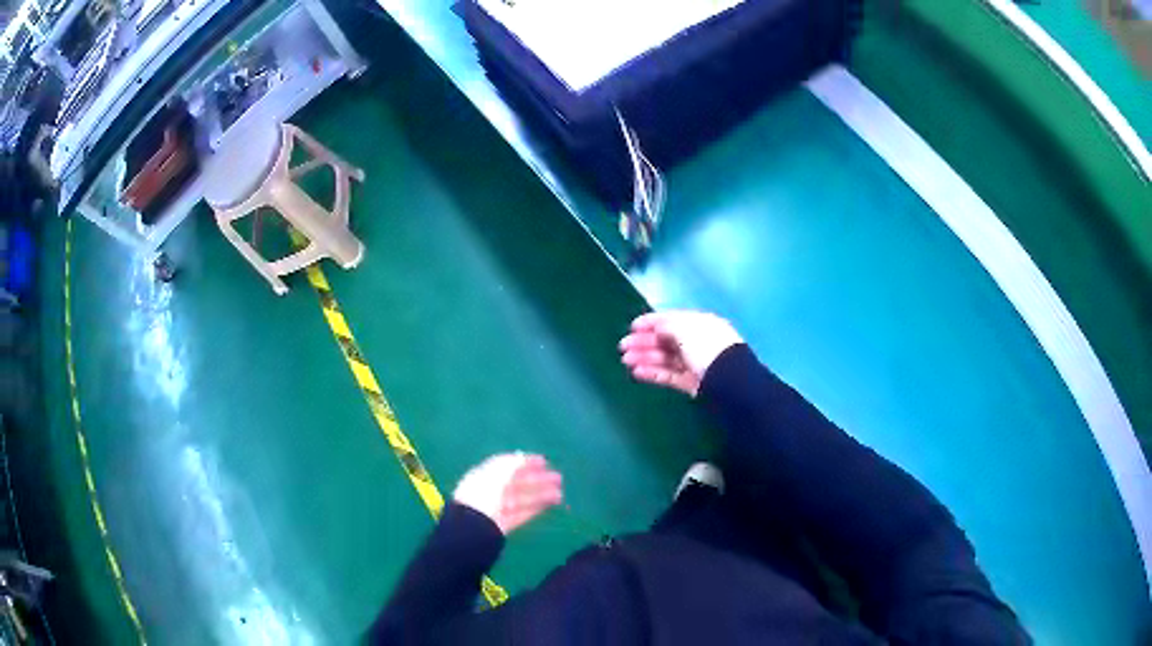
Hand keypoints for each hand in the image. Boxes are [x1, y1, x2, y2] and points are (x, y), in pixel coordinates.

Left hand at [453, 453, 563, 534]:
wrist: (472, 528)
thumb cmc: (482, 496)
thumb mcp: (496, 475)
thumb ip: (511, 465)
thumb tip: (522, 457)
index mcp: (483, 476)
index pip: (506, 466)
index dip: (525, 462)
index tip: (544, 461)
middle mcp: (490, 491)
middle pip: (516, 483)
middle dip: (537, 479)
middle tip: (558, 478)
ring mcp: (497, 509)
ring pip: (522, 499)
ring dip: (541, 495)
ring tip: (560, 494)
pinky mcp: (504, 524)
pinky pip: (522, 514)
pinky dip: (536, 508)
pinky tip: (549, 505)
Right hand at [619, 310, 742, 396]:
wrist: (729, 380)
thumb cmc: (707, 347)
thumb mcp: (686, 329)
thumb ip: (667, 326)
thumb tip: (656, 327)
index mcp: (699, 323)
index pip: (671, 319)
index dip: (651, 322)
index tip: (632, 327)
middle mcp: (696, 341)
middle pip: (665, 340)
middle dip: (644, 342)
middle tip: (623, 347)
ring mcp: (694, 363)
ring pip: (665, 358)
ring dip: (645, 358)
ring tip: (626, 361)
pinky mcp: (692, 382)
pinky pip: (669, 375)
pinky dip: (653, 373)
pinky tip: (637, 372)